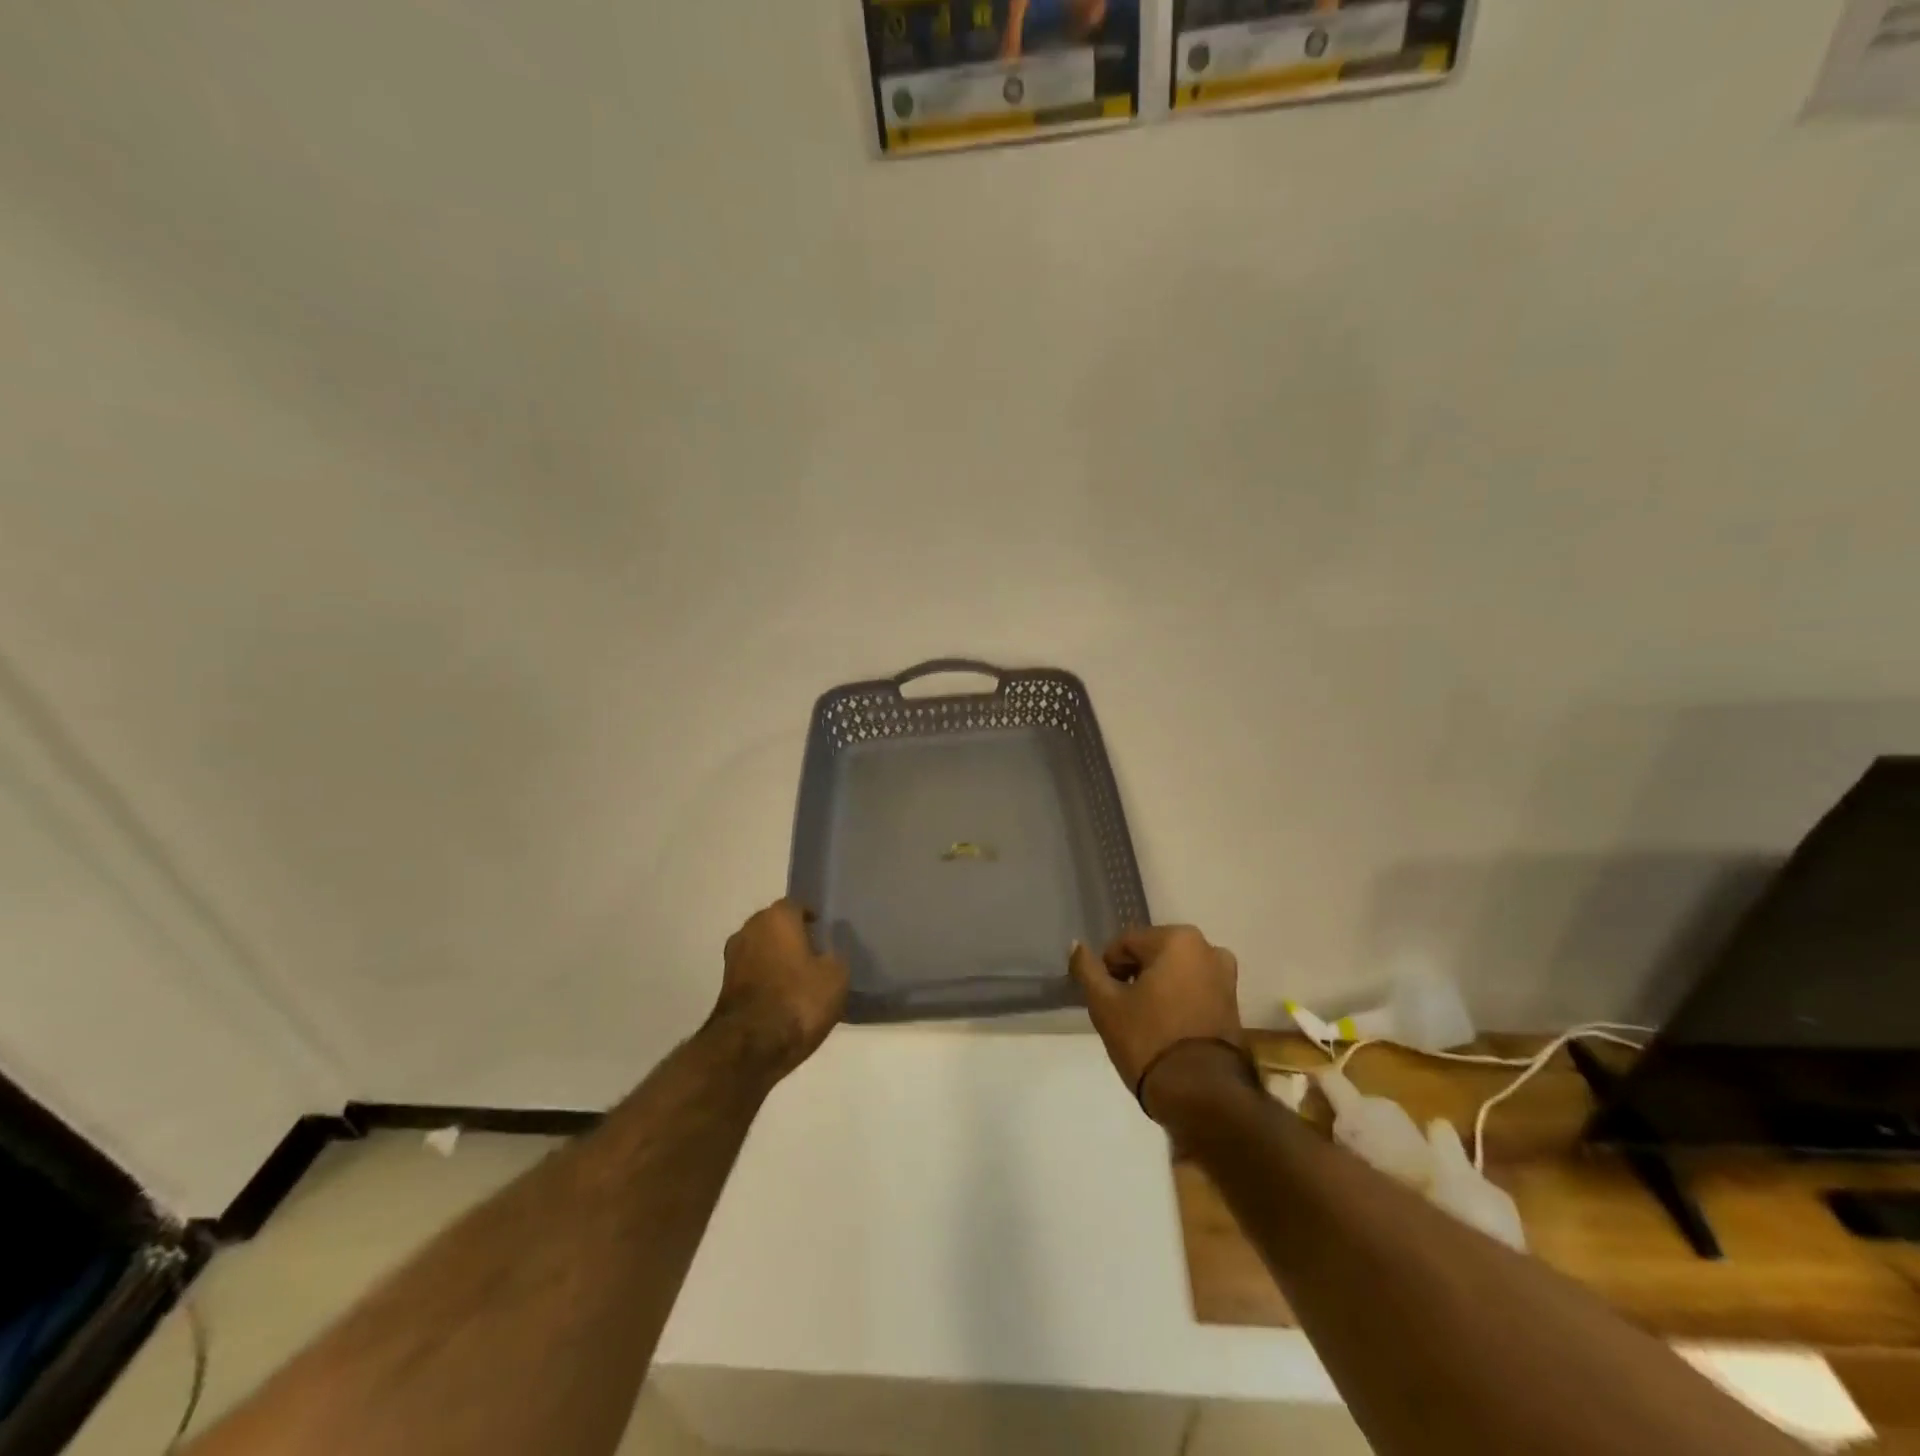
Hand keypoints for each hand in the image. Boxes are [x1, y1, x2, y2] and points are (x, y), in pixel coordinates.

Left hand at [710, 899, 848, 1082]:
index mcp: (777, 917)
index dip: (811, 918)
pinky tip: (783, 997)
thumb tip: (827, 952)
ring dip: (776, 959)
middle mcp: (749, 929)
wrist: (750, 1046)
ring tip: (799, 979)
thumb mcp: (836, 976)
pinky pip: (752, 973)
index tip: (824, 933)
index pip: (796, 906)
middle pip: (775, 926)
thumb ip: (834, 956)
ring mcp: (732, 958)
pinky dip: (766, 980)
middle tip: (813, 954)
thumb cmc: (798, 999)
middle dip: (791, 936)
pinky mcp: (724, 987)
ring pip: (761, 949)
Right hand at [1069, 926, 1246, 1115]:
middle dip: (1135, 978)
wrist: (1202, 1095)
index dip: (1108, 970)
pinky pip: (1194, 992)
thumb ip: (1087, 969)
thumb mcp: (1105, 1004)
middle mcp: (1207, 949)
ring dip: (1157, 990)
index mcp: (1177, 939)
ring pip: (1175, 974)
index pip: (1125, 944)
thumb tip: (1076, 945)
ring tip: (1144, 1023)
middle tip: (1122, 1012)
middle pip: (1152, 956)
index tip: (1104, 1000)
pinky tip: (1166, 1030)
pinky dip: (1178, 1003)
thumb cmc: (1148, 1039)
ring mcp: (1226, 977)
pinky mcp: (1234, 1005)